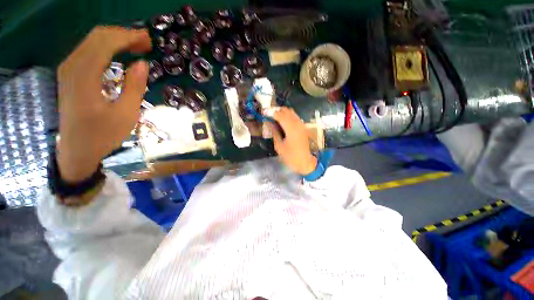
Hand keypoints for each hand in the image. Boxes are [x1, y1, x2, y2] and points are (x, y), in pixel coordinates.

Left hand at [57, 26, 150, 182]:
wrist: (77, 149)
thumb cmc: (103, 134)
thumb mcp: (126, 114)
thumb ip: (134, 86)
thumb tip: (142, 63)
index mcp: (84, 75)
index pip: (105, 42)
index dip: (128, 37)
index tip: (149, 40)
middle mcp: (72, 66)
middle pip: (97, 36)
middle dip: (123, 35)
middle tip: (146, 43)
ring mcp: (68, 69)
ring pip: (92, 41)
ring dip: (116, 40)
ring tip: (137, 47)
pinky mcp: (70, 74)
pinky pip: (88, 50)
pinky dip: (106, 47)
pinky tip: (120, 55)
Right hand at [270, 107, 316, 174]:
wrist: (305, 162)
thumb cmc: (291, 156)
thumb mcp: (279, 146)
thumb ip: (274, 132)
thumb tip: (269, 123)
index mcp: (291, 129)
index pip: (280, 115)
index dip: (271, 113)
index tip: (264, 113)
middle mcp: (297, 124)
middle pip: (286, 111)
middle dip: (277, 111)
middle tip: (269, 115)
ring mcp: (302, 125)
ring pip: (292, 112)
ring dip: (283, 113)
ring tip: (275, 118)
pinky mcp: (303, 127)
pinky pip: (295, 117)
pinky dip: (288, 116)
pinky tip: (283, 122)